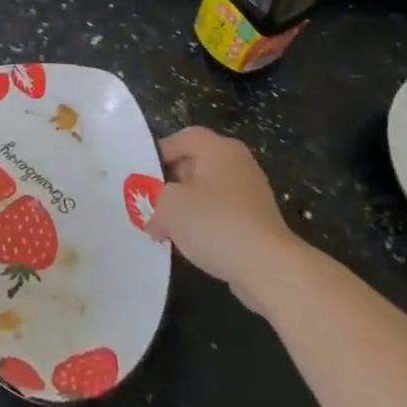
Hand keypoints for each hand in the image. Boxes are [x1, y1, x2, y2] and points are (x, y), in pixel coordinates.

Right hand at [148, 127, 301, 308]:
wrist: (267, 267)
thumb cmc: (215, 222)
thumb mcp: (169, 206)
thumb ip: (154, 203)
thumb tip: (156, 220)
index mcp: (219, 149)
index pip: (183, 139)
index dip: (158, 154)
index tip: (140, 177)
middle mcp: (238, 164)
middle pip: (194, 166)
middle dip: (168, 186)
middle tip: (147, 205)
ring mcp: (250, 194)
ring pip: (206, 194)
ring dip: (184, 209)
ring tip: (163, 229)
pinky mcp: (255, 222)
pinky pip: (220, 216)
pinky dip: (203, 226)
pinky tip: (188, 246)